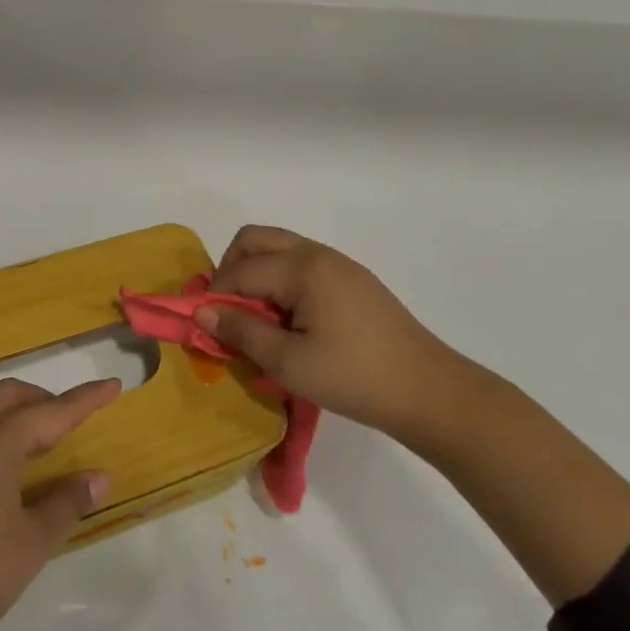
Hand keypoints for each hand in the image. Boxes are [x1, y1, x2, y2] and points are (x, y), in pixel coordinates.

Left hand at [0, 361, 118, 630]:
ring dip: (6, 402)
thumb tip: (99, 477)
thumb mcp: (31, 542)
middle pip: (13, 399)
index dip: (86, 401)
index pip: (53, 414)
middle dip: (46, 403)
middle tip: (70, 424)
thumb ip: (66, 502)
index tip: (113, 386)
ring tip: (28, 415)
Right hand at [203, 225, 503, 440]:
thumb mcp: (289, 362)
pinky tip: (287, 321)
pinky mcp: (352, 280)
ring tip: (256, 319)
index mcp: (303, 268)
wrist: (427, 390)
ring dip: (255, 274)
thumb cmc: (353, 377)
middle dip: (230, 269)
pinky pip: (300, 265)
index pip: (240, 270)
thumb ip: (242, 331)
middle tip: (228, 312)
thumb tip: (202, 310)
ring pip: (279, 249)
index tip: (203, 326)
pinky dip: (280, 281)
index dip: (214, 296)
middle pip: (256, 240)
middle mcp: (318, 254)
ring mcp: (338, 264)